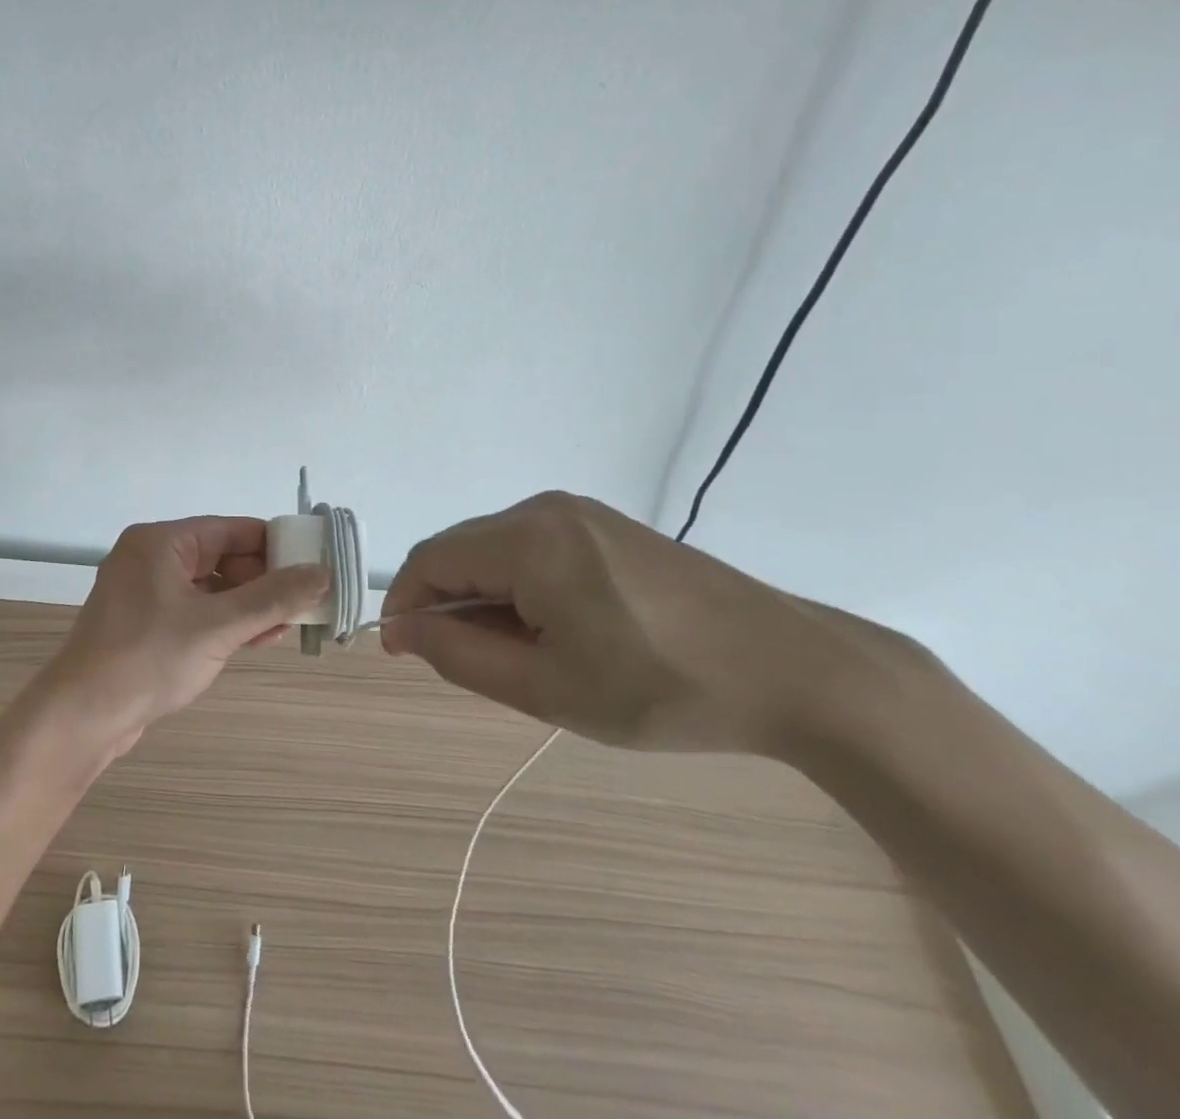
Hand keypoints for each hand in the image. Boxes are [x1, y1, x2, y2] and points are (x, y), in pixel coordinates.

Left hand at [32, 517, 330, 757]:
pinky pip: (195, 611)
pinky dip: (225, 621)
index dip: (275, 545)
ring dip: (248, 604)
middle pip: (222, 556)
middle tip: (304, 602)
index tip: (313, 565)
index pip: (231, 529)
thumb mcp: (217, 626)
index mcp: (161, 542)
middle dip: (264, 580)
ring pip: (211, 587)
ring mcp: (145, 592)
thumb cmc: (148, 658)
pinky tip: (257, 639)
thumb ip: (272, 598)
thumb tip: (323, 573)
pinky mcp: (145, 623)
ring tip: (288, 624)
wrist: (82, 717)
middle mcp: (151, 558)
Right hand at [380, 492, 872, 754]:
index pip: (430, 559)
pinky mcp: (605, 524)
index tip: (405, 653)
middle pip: (462, 549)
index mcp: (527, 539)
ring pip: (496, 549)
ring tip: (525, 654)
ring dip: (486, 596)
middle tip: (476, 666)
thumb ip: (460, 655)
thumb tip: (402, 629)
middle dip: (449, 603)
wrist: (793, 670)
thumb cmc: (662, 687)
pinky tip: (558, 628)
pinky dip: (521, 585)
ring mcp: (580, 511)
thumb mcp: (549, 688)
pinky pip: (533, 546)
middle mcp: (545, 508)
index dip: (406, 605)